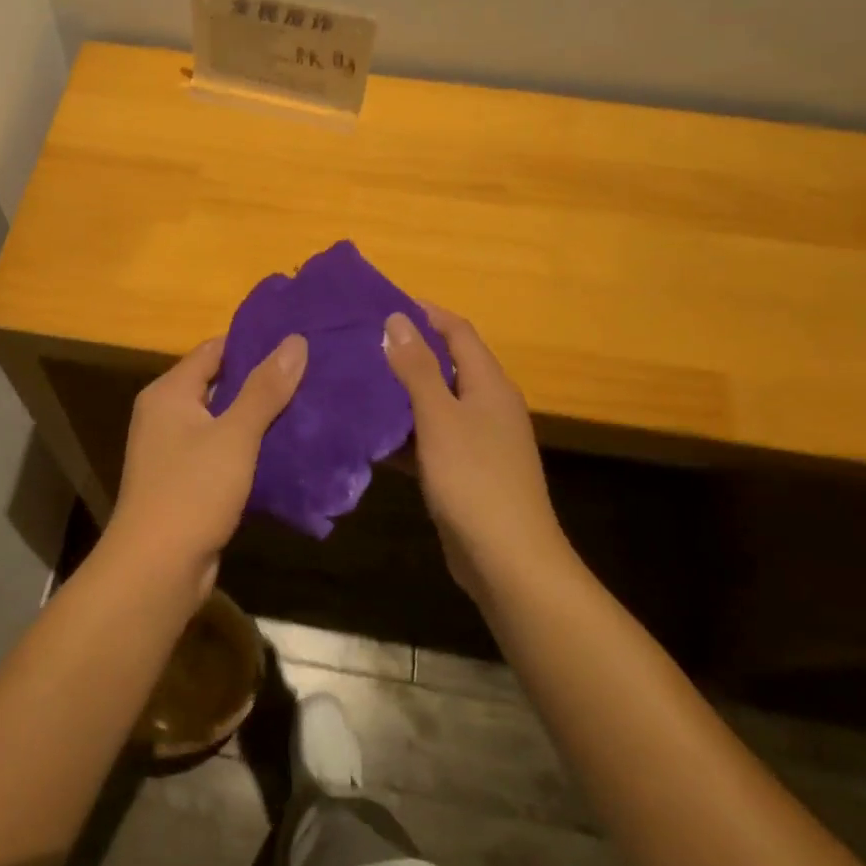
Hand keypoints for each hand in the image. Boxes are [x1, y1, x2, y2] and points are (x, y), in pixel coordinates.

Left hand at [103, 332, 307, 602]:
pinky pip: (222, 453)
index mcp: (169, 393)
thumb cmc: (191, 490)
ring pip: (223, 422)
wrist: (156, 568)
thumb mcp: (234, 435)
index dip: (252, 342)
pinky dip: (249, 449)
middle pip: (218, 385)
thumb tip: (295, 340)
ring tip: (308, 406)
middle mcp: (166, 415)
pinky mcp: (186, 483)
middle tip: (311, 372)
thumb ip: (265, 389)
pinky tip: (287, 450)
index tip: (295, 341)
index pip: (213, 350)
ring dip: (258, 417)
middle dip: (261, 381)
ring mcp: (173, 452)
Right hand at [383, 305, 575, 602]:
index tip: (382, 305)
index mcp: (489, 384)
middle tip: (360, 344)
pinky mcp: (464, 471)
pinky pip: (431, 439)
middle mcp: (488, 405)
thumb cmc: (474, 479)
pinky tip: (371, 436)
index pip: (458, 331)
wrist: (508, 560)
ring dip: (401, 394)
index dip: (425, 313)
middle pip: (447, 365)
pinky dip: (405, 434)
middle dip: (407, 352)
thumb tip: (398, 319)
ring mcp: (478, 441)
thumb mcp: (439, 417)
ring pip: (435, 404)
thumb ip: (417, 369)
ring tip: (357, 383)